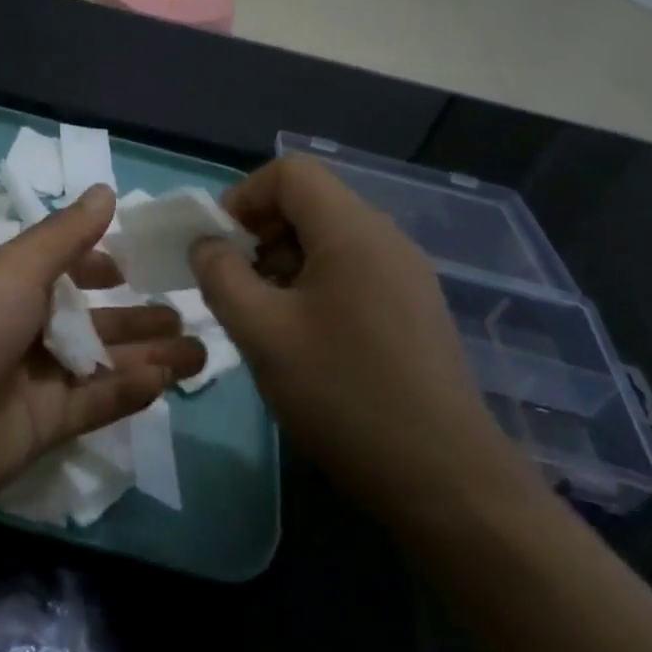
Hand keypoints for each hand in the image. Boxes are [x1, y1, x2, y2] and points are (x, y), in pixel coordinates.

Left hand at [0, 186, 204, 510]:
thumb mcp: (14, 268)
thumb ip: (66, 236)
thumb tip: (106, 190)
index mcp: (11, 286)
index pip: (65, 272)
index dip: (100, 269)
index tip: (136, 269)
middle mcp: (25, 330)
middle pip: (94, 322)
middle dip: (139, 319)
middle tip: (189, 317)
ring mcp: (35, 381)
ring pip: (103, 364)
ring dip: (148, 356)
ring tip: (200, 351)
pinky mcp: (43, 427)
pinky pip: (95, 404)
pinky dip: (128, 392)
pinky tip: (164, 380)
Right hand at [189, 155, 537, 513]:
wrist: (444, 480)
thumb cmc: (343, 394)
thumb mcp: (261, 332)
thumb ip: (221, 276)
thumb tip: (207, 245)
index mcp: (353, 231)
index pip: (290, 172)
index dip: (243, 196)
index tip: (218, 246)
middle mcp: (386, 239)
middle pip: (311, 202)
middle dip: (260, 231)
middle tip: (234, 283)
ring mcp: (406, 274)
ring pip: (330, 239)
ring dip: (284, 260)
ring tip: (263, 314)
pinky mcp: (414, 309)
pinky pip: (353, 271)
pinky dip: (314, 284)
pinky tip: (303, 337)